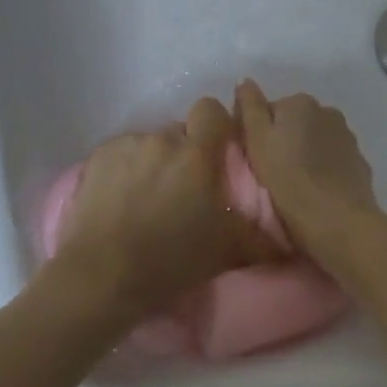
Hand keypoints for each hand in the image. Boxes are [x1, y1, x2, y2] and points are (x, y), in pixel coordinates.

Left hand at [51, 96, 289, 320]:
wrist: (103, 276)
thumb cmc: (171, 261)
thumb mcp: (227, 251)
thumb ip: (259, 236)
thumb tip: (287, 241)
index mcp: (197, 154)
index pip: (212, 110)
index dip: (215, 126)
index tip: (216, 152)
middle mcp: (162, 139)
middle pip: (179, 131)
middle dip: (184, 152)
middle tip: (182, 188)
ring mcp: (127, 145)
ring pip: (150, 143)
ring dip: (154, 162)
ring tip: (147, 197)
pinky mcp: (98, 156)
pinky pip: (122, 153)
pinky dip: (125, 169)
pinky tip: (120, 199)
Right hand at [234, 81, 380, 251]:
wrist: (338, 220)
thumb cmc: (288, 179)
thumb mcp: (257, 141)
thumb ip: (250, 107)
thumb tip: (245, 80)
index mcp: (299, 102)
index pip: (270, 110)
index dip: (259, 133)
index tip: (254, 157)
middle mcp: (327, 111)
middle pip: (295, 122)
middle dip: (285, 141)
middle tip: (272, 172)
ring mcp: (347, 137)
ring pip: (316, 140)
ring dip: (306, 153)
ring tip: (294, 184)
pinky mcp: (359, 163)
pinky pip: (333, 160)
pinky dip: (324, 168)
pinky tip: (317, 190)